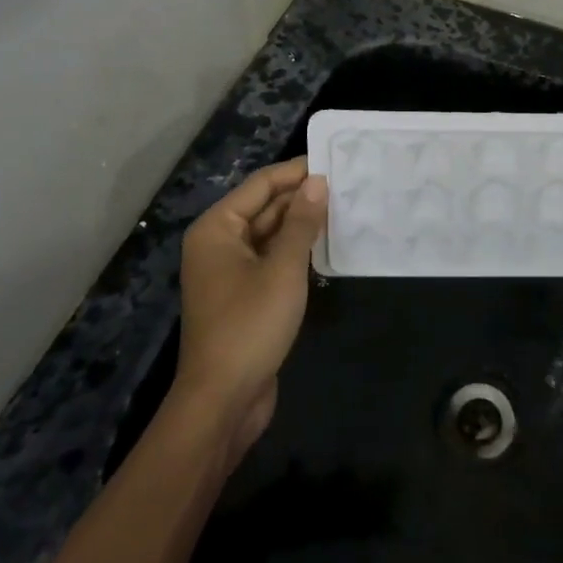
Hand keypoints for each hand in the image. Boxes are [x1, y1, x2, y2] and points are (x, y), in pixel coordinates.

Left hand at [176, 158, 327, 452]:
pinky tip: (325, 245)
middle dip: (301, 197)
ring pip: (269, 234)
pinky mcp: (243, 296)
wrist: (222, 401)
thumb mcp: (283, 269)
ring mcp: (229, 272)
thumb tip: (317, 182)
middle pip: (263, 207)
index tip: (333, 161)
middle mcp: (218, 244)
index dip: (296, 172)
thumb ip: (301, 222)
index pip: (260, 185)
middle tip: (346, 185)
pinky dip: (295, 250)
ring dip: (300, 224)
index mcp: (217, 229)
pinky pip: (271, 259)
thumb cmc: (249, 326)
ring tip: (342, 208)